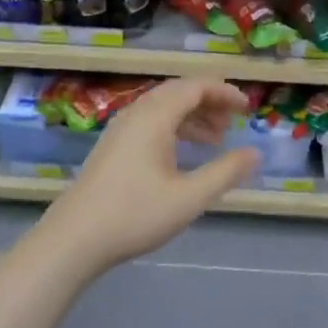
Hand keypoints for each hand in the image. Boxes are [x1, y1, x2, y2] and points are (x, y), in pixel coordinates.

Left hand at [37, 79, 259, 275]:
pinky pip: (150, 122)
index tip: (247, 108)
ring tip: (215, 139)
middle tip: (233, 121)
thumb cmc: (134, 214)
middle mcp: (137, 114)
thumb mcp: (189, 197)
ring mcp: (121, 129)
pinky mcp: (112, 146)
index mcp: (155, 117)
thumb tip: (255, 153)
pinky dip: (174, 127)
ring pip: (163, 108)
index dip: (224, 92)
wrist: (72, 240)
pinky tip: (183, 153)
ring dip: (192, 116)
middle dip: (210, 102)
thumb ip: (225, 172)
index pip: (196, 87)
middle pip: (179, 92)